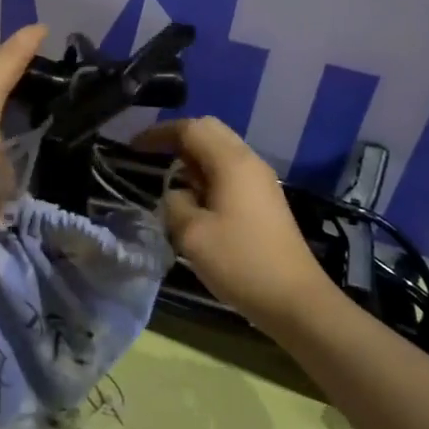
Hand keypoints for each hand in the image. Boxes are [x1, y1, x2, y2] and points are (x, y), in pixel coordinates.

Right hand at [134, 116, 333, 327]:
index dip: (159, 133)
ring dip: (193, 158)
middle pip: (209, 131)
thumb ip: (175, 204)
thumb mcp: (192, 235)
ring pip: (221, 151)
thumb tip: (177, 194)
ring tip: (170, 181)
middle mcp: (249, 162)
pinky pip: (231, 171)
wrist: (295, 299)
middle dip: (177, 139)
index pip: (190, 129)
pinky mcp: (266, 200)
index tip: (133, 147)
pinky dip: (208, 175)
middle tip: (151, 157)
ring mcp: (261, 181)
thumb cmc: (241, 262)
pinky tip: (196, 201)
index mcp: (231, 162)